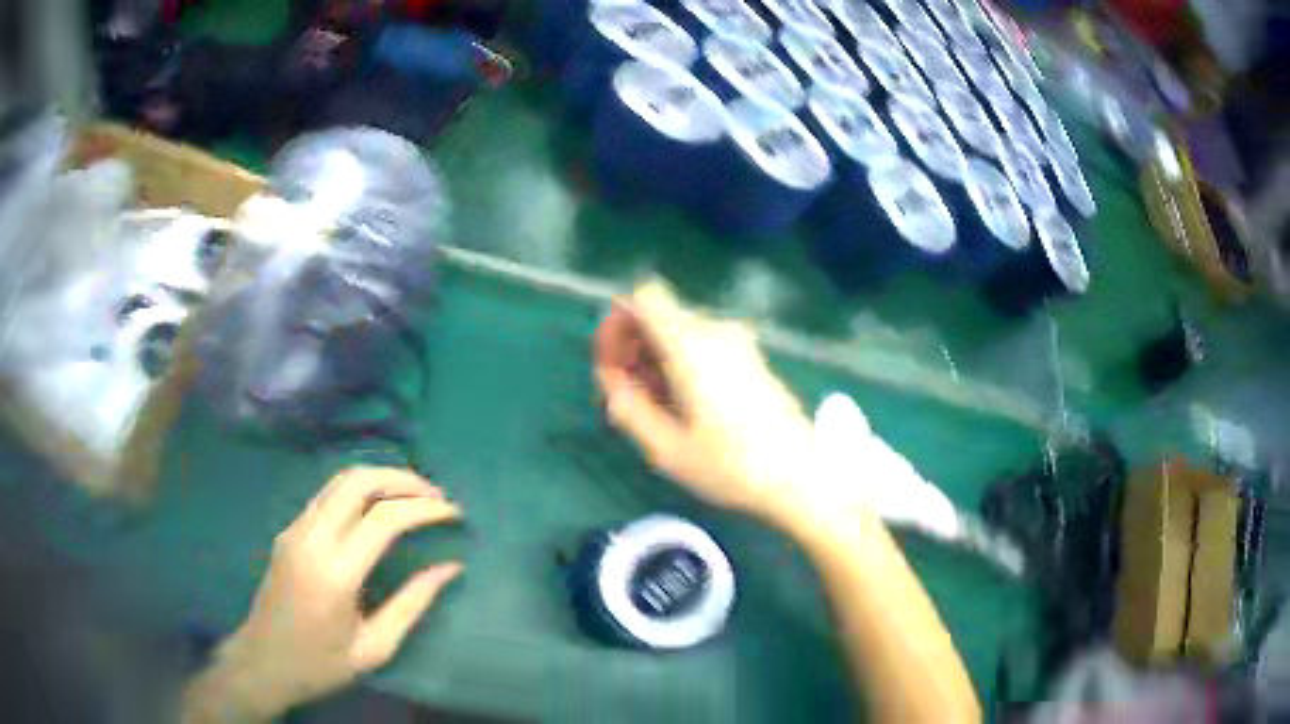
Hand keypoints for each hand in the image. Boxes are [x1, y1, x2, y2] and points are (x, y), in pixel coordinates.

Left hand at [184, 467, 462, 722]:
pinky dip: (360, 490)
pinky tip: (379, 507)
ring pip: (340, 481)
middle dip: (403, 478)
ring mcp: (294, 529)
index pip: (384, 519)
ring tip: (414, 494)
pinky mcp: (288, 530)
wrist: (263, 661)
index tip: (454, 512)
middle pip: (358, 481)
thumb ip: (412, 604)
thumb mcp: (375, 647)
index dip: (424, 508)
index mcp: (334, 573)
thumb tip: (450, 567)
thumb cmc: (321, 664)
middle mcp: (310, 539)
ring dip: (380, 478)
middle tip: (436, 494)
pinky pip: (327, 495)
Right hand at [594, 280, 822, 524]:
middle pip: (661, 315)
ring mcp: (739, 342)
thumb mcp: (666, 449)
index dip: (619, 321)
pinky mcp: (753, 357)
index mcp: (691, 346)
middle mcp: (716, 331)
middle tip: (625, 394)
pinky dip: (683, 362)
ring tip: (653, 407)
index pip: (645, 296)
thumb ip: (628, 407)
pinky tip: (685, 405)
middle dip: (634, 345)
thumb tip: (610, 378)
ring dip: (657, 357)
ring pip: (681, 331)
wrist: (801, 476)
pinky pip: (704, 344)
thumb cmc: (731, 467)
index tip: (612, 362)